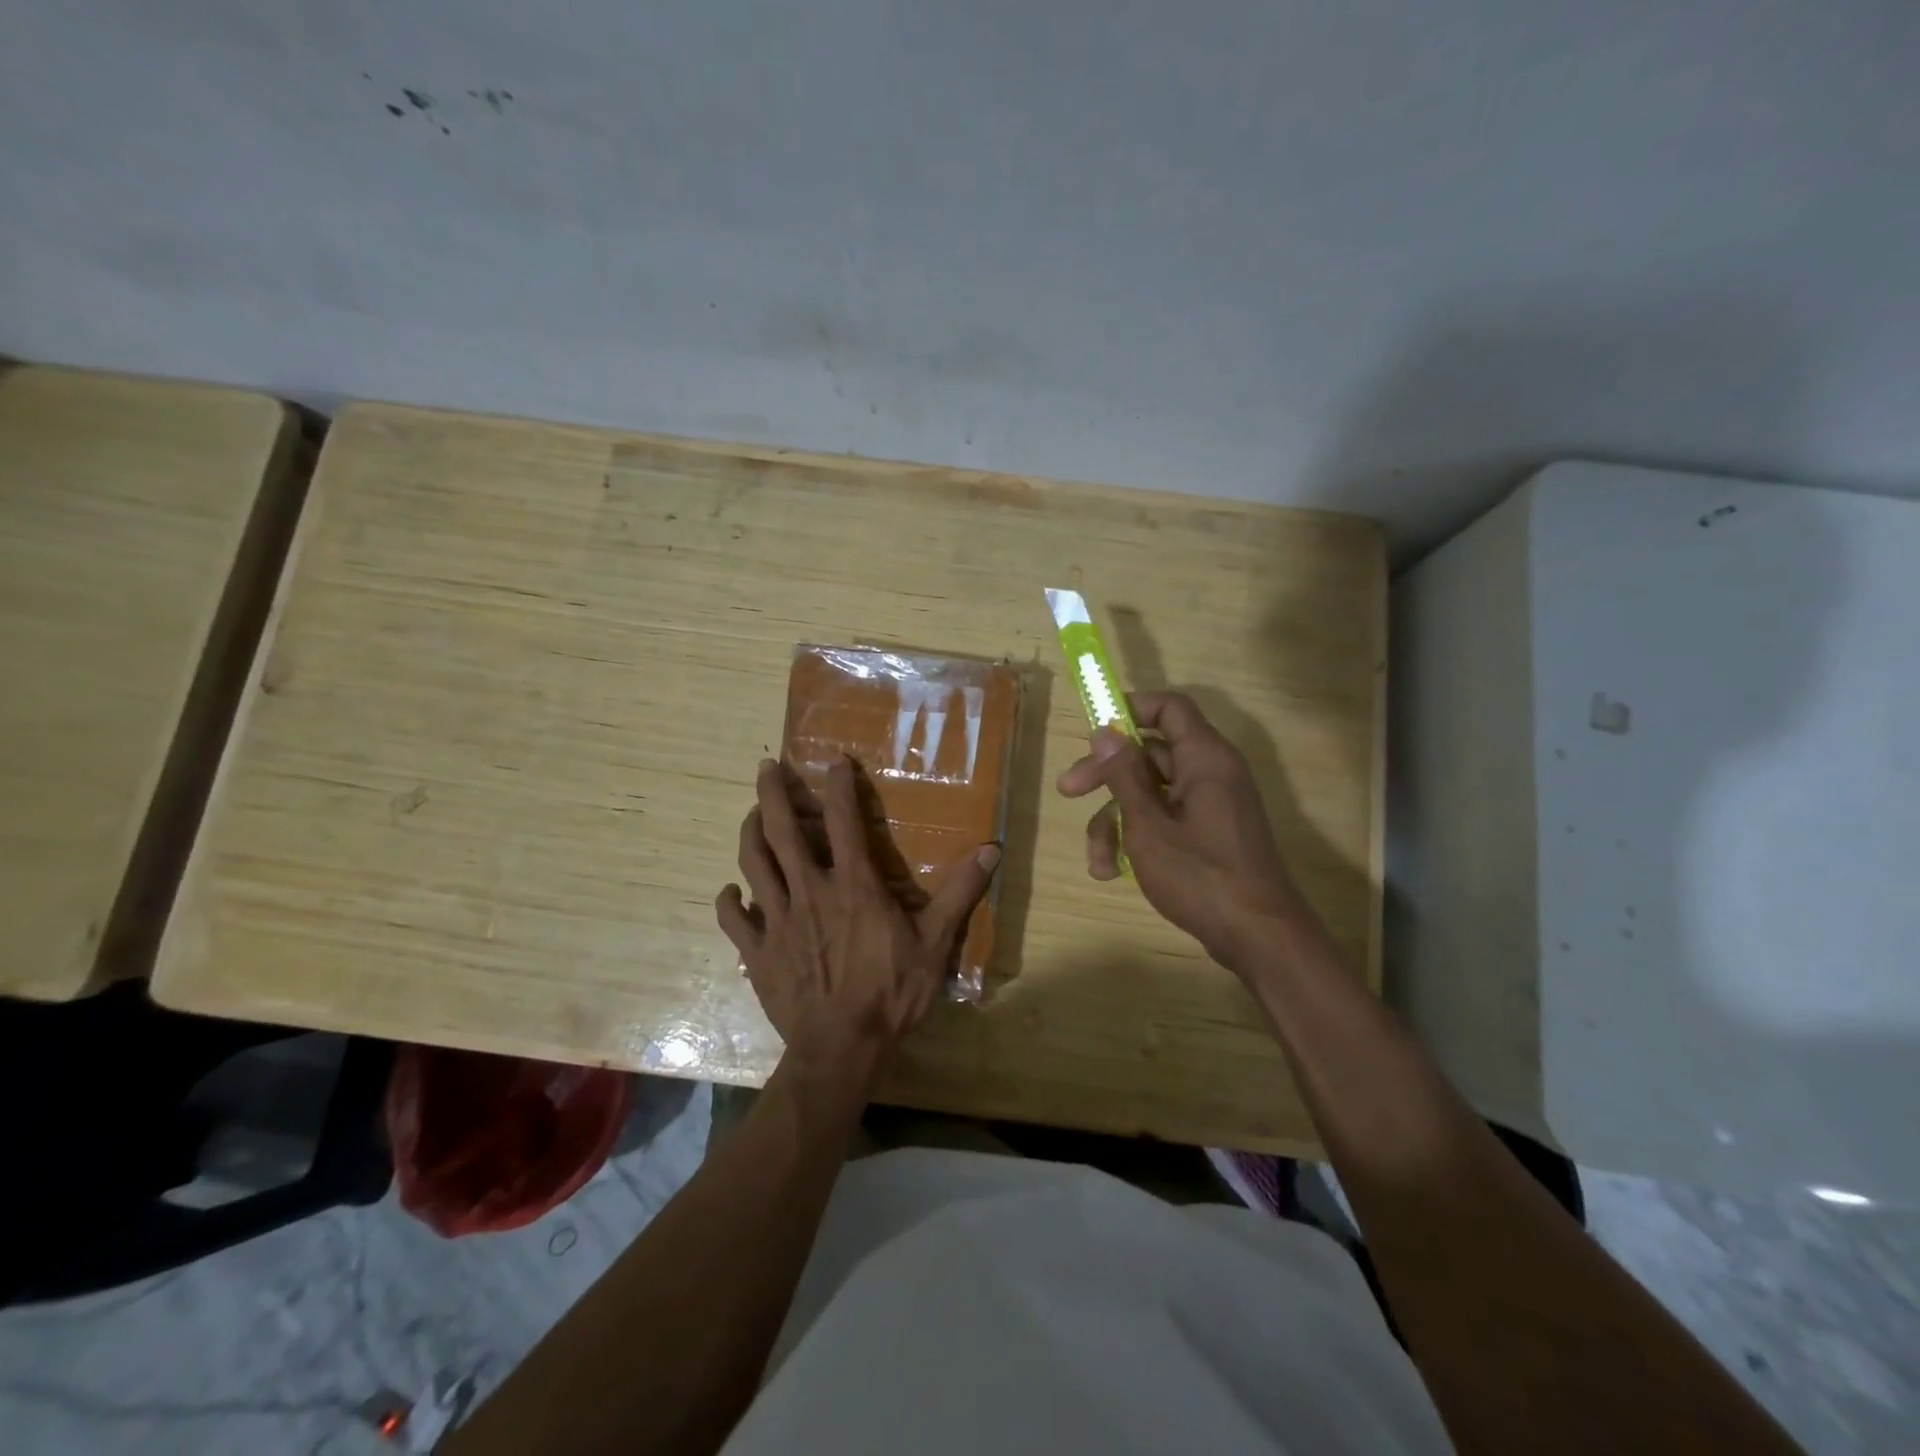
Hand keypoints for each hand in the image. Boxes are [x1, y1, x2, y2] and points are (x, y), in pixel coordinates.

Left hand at [716, 756, 1000, 1072]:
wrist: (842, 1049)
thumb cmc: (891, 993)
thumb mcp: (935, 942)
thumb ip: (960, 893)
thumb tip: (991, 850)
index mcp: (853, 884)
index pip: (844, 821)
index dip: (838, 786)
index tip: (833, 761)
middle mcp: (809, 890)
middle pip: (782, 831)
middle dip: (771, 793)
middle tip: (766, 767)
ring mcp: (778, 920)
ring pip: (753, 864)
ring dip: (749, 833)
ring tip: (751, 815)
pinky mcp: (758, 952)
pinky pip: (734, 919)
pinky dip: (728, 900)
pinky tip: (730, 891)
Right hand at [1057, 691, 1309, 971]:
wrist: (1258, 937)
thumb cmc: (1200, 874)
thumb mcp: (1148, 824)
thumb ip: (1124, 775)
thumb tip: (1106, 731)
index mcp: (1204, 758)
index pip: (1169, 708)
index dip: (1130, 708)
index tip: (1093, 728)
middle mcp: (1210, 773)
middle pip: (1150, 754)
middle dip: (1106, 775)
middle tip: (1068, 791)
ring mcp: (1211, 805)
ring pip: (1151, 793)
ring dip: (1116, 820)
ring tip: (1097, 862)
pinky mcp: (1208, 834)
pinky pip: (1166, 818)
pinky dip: (1138, 838)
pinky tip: (1114, 872)